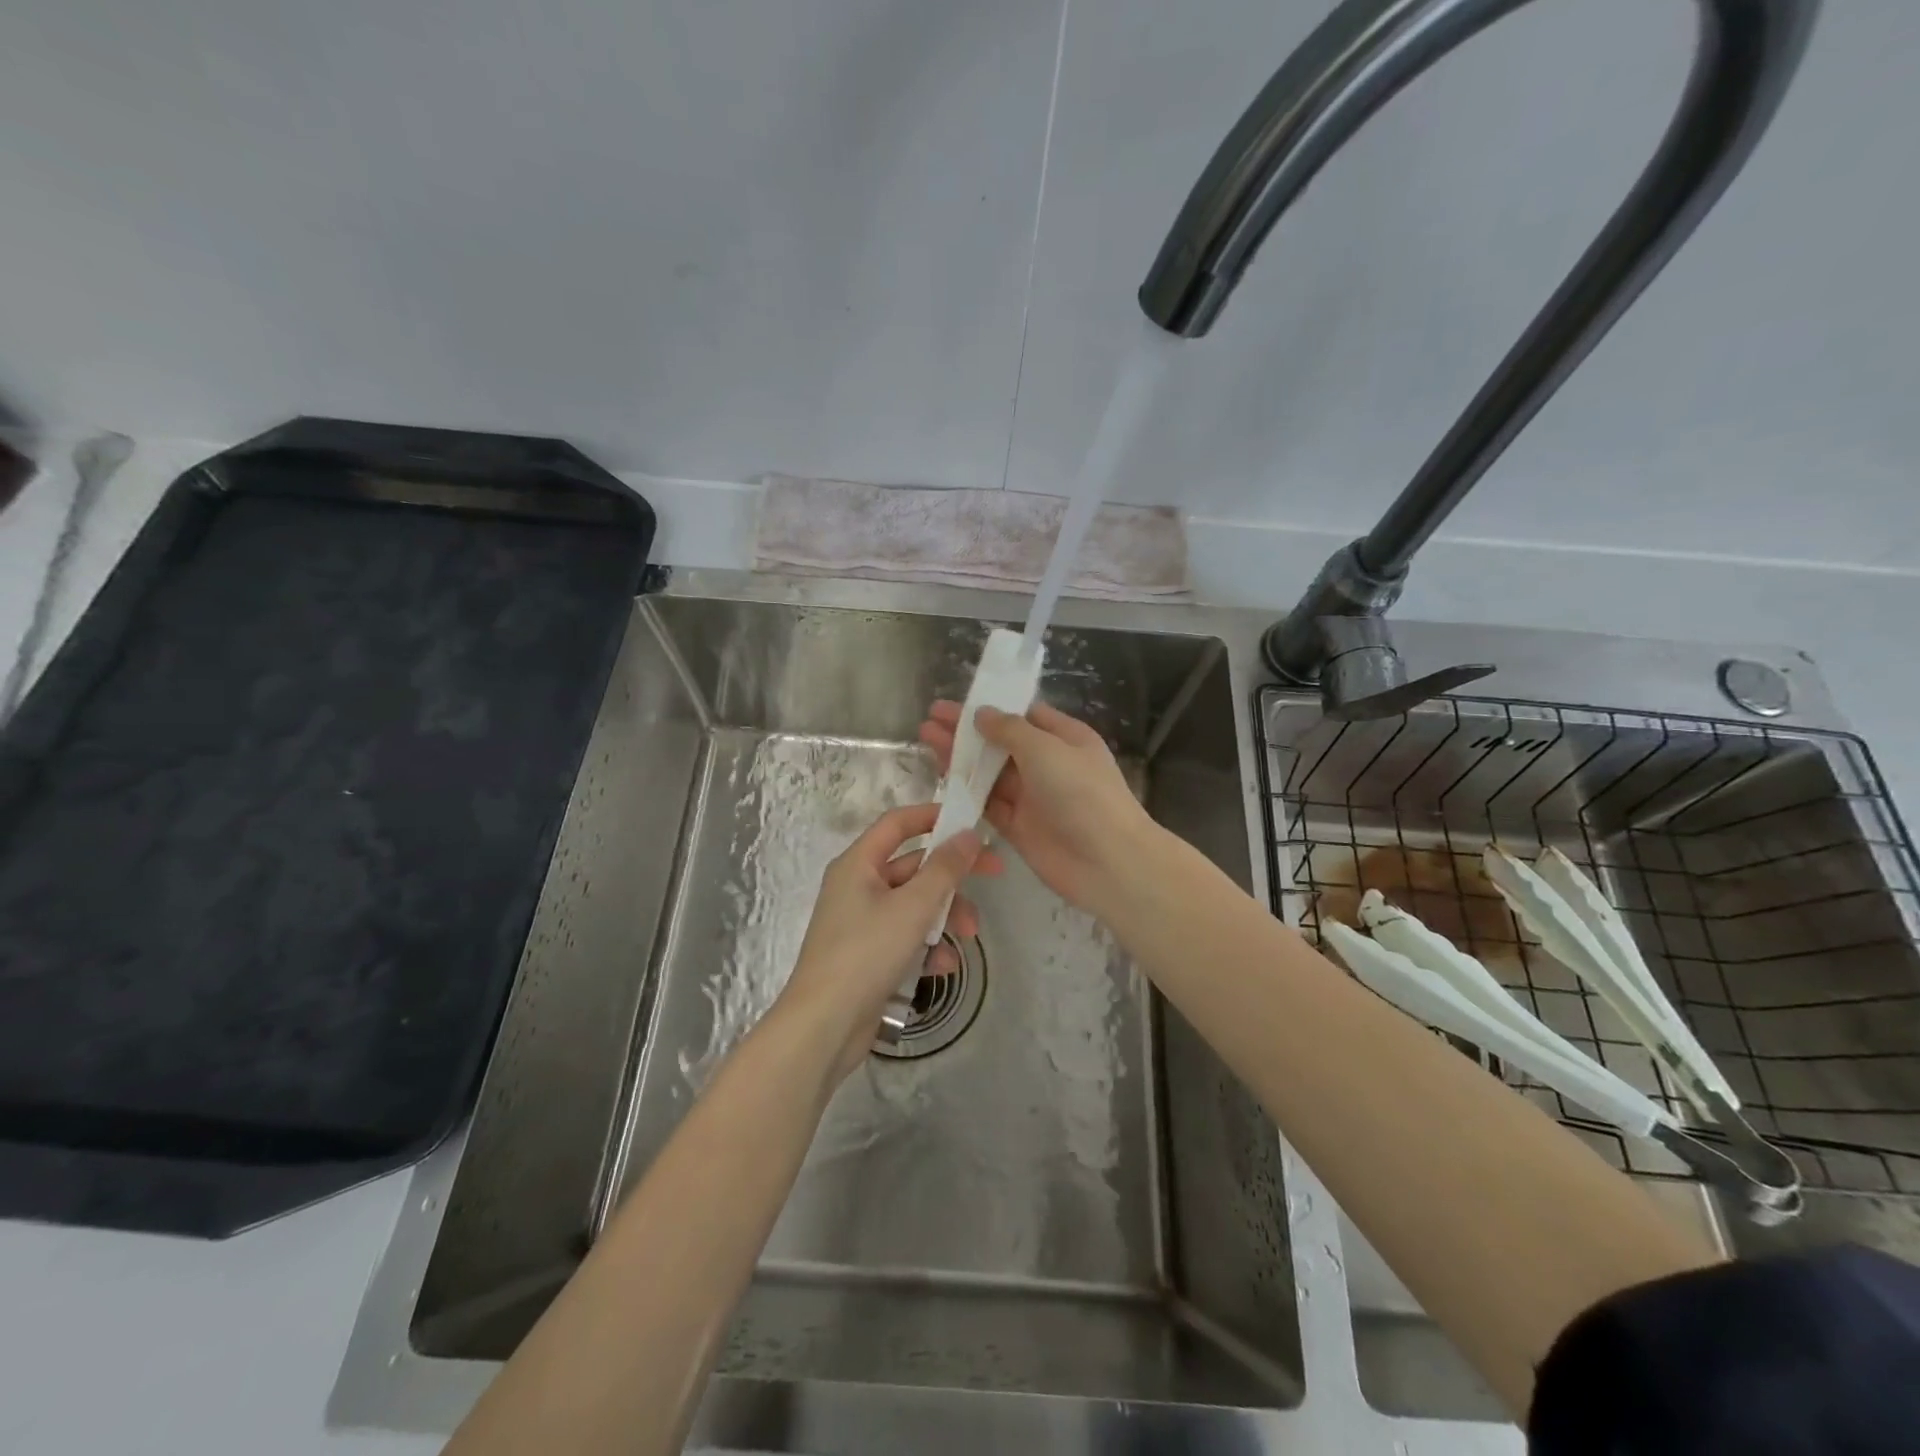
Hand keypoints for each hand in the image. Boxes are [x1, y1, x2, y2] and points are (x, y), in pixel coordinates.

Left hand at [778, 803, 999, 1079]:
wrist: (823, 1026)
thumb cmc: (866, 953)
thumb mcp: (913, 907)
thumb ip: (945, 869)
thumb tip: (968, 835)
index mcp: (858, 864)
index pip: (897, 823)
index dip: (933, 816)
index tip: (970, 822)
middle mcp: (857, 885)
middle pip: (912, 866)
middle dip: (951, 877)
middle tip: (993, 875)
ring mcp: (861, 921)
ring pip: (914, 903)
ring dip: (944, 916)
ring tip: (969, 937)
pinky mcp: (867, 954)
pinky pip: (904, 936)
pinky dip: (927, 945)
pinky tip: (943, 966)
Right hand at [917, 700, 1157, 914]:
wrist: (1107, 861)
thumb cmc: (1081, 793)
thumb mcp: (1047, 749)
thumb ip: (1010, 730)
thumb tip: (982, 713)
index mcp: (1064, 738)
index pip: (1024, 715)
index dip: (991, 707)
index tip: (957, 702)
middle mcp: (1048, 764)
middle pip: (1001, 743)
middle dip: (967, 731)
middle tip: (930, 720)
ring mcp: (1032, 797)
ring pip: (989, 773)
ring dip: (961, 758)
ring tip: (926, 741)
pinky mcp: (1018, 826)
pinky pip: (987, 804)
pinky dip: (966, 792)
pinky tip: (940, 778)